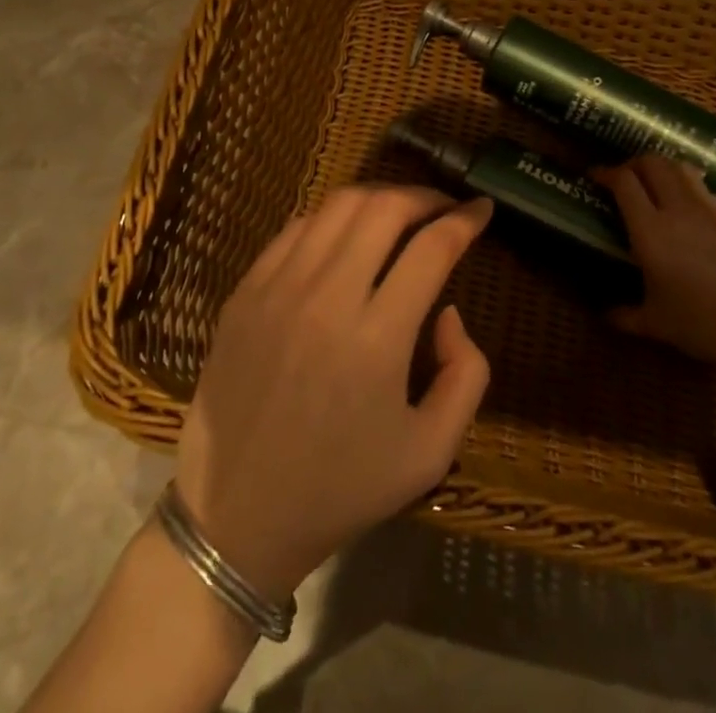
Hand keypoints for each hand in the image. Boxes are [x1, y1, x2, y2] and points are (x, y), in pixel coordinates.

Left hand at [174, 186, 493, 601]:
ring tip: (400, 212)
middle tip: (444, 207)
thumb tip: (449, 311)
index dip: (465, 219)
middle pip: (384, 208)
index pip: (432, 248)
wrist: (234, 518)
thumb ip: (466, 375)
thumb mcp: (431, 453)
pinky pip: (296, 227)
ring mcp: (278, 288)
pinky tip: (347, 235)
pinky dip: (332, 218)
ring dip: (380, 197)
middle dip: (425, 196)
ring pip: (338, 205)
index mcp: (377, 340)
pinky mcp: (245, 291)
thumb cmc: (340, 490)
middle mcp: (327, 299)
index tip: (482, 210)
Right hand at [595, 156, 715, 392]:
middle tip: (621, 177)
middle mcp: (677, 208)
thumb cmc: (703, 325)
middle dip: (632, 163)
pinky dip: (685, 183)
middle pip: (652, 162)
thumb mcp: (656, 324)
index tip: (593, 176)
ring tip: (650, 181)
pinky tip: (684, 204)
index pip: (623, 182)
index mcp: (650, 230)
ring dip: (660, 165)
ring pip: (679, 166)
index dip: (605, 172)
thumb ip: (625, 315)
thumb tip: (604, 314)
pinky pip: (701, 185)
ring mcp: (707, 208)